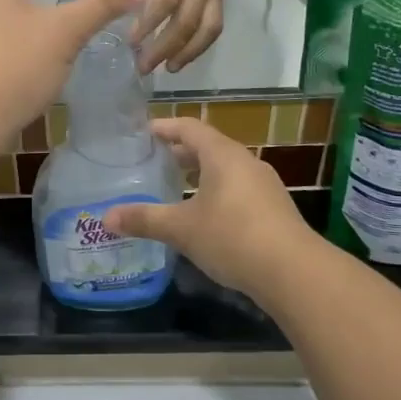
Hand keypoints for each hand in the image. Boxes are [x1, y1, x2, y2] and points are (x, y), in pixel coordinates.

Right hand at [101, 117, 313, 298]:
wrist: (294, 272)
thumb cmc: (232, 237)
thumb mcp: (181, 229)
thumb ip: (144, 220)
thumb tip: (106, 217)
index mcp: (222, 155)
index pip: (189, 127)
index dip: (165, 127)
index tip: (144, 132)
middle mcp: (245, 162)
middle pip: (208, 146)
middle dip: (181, 152)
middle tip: (154, 160)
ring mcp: (264, 185)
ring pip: (225, 169)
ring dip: (200, 172)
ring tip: (176, 186)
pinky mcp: (274, 209)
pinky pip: (238, 188)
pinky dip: (216, 191)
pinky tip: (205, 215)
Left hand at [132, 0, 224, 74]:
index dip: (149, 23)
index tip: (131, 41)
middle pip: (188, 20)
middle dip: (165, 47)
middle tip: (142, 66)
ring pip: (207, 27)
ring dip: (187, 52)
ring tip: (168, 69)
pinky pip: (214, 25)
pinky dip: (199, 45)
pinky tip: (180, 58)